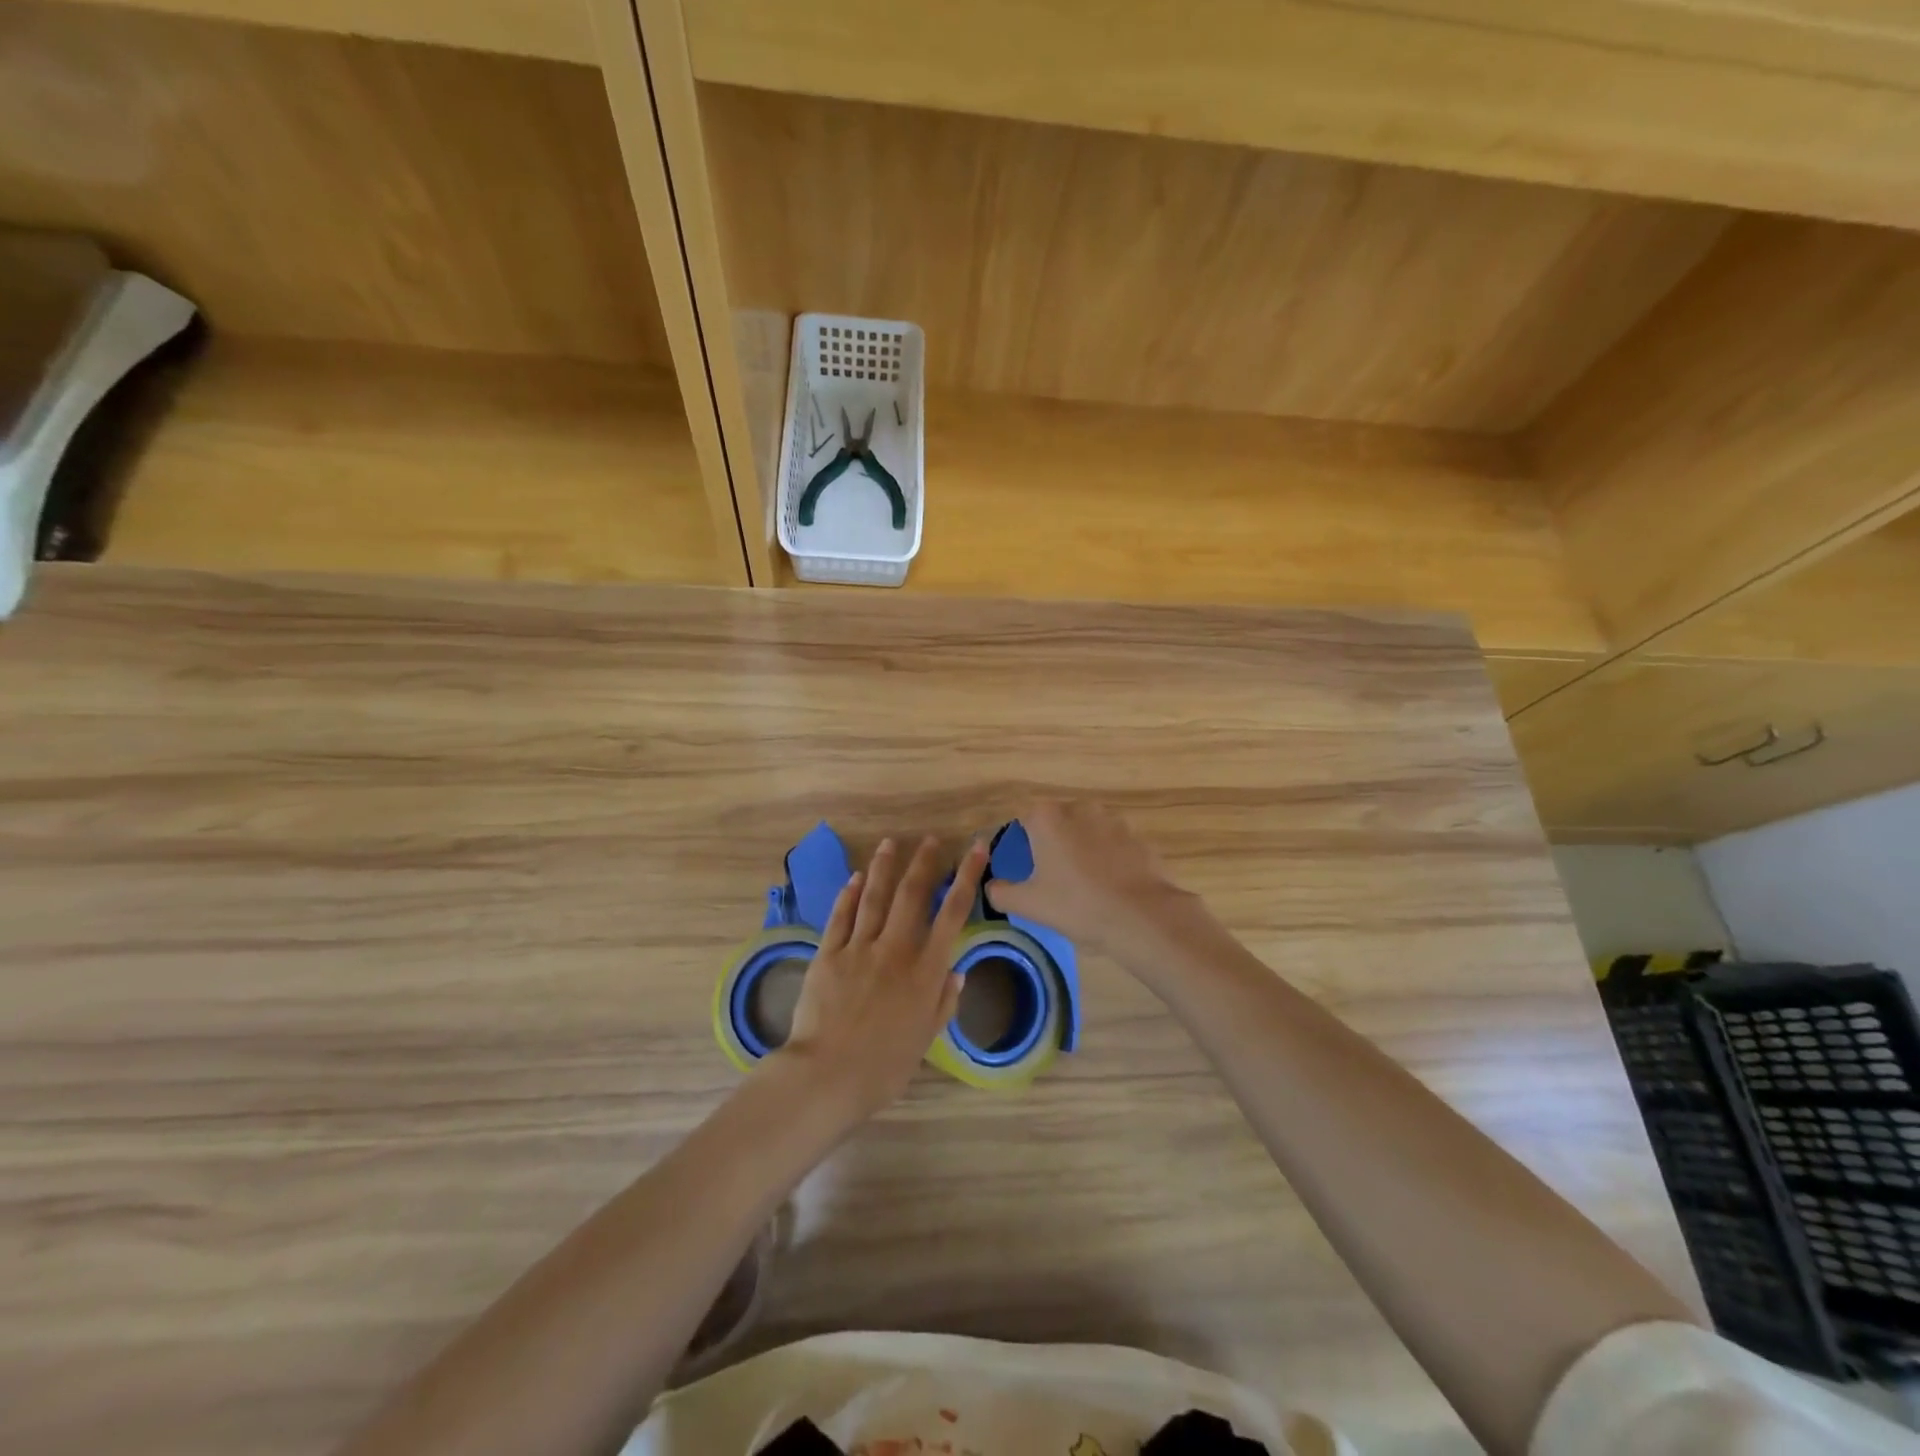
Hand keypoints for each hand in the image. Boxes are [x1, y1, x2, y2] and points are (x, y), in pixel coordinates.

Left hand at [776, 836, 987, 1122]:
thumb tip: (956, 972)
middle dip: (924, 862)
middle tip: (931, 839)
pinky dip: (849, 894)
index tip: (976, 849)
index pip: (952, 913)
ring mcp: (859, 948)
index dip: (967, 877)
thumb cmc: (883, 1067)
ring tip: (891, 843)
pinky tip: (855, 877)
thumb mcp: (924, 1039)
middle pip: (912, 894)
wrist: (827, 1075)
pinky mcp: (828, 953)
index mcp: (925, 971)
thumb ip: (942, 1003)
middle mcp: (895, 950)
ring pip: (874, 897)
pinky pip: (841, 916)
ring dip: (884, 867)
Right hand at [985, 801, 1191, 951]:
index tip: (1028, 868)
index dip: (1024, 843)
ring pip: (1088, 831)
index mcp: (1048, 817)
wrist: (1139, 916)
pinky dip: (1109, 858)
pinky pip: (1114, 844)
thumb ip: (1001, 892)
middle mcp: (1080, 808)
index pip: (1025, 820)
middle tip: (1054, 878)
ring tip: (1085, 883)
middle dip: (1055, 843)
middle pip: (1058, 822)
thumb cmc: (1076, 904)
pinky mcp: (1138, 836)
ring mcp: (1113, 820)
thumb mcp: (1028, 904)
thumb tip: (991, 886)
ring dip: (1084, 849)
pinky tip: (1110, 885)